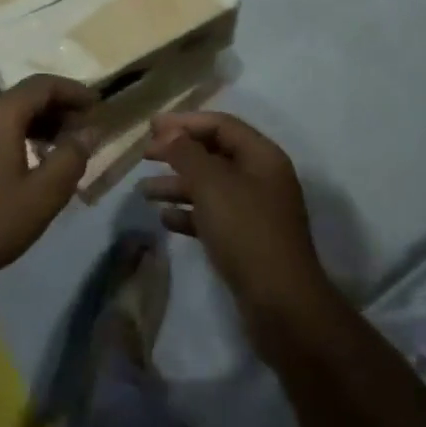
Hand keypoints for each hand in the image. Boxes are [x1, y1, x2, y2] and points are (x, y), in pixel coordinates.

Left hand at [0, 75, 95, 302]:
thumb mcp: (42, 195)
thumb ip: (71, 157)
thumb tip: (89, 131)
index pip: (43, 85)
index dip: (74, 91)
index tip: (99, 107)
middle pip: (25, 97)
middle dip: (59, 109)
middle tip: (85, 132)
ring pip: (8, 115)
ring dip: (40, 125)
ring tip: (63, 149)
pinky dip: (19, 137)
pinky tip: (31, 166)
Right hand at [141, 112, 338, 347]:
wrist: (281, 304)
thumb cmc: (246, 231)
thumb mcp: (212, 185)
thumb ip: (187, 154)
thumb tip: (170, 134)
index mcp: (262, 156)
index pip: (220, 125)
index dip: (185, 122)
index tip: (151, 128)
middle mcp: (262, 177)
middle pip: (215, 153)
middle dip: (178, 152)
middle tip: (145, 155)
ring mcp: (256, 211)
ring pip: (211, 187)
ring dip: (178, 185)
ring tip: (145, 191)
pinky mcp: (247, 241)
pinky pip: (213, 216)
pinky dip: (189, 213)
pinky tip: (165, 219)